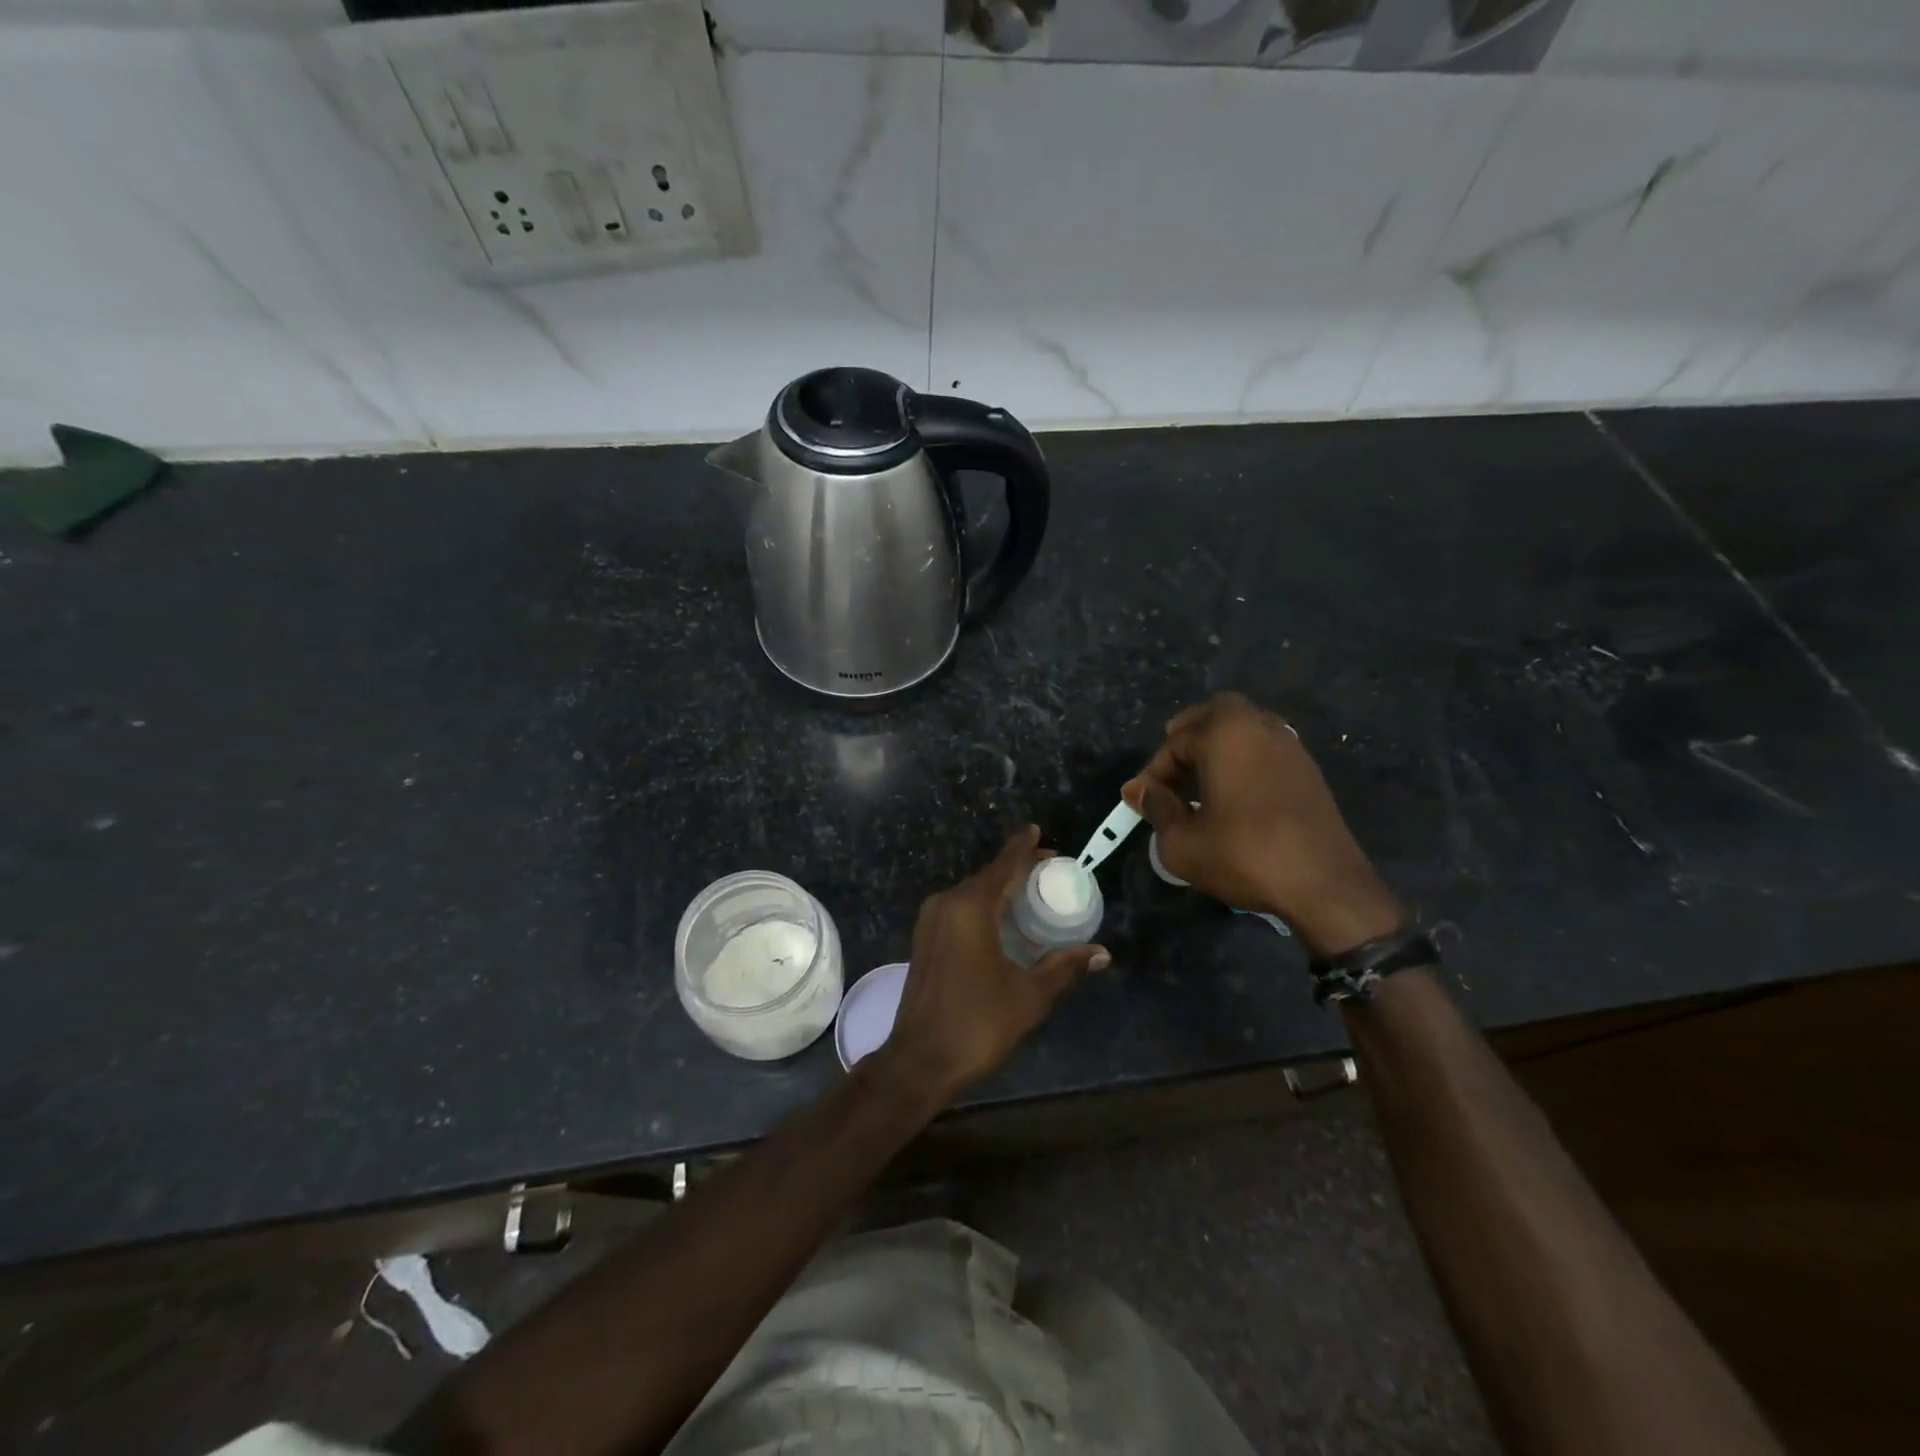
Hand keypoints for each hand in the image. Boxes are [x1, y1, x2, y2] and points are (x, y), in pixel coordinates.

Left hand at [875, 826, 1108, 1105]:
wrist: (920, 1060)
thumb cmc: (978, 1024)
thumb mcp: (1030, 995)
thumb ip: (1064, 966)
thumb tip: (1101, 953)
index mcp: (971, 907)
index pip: (1004, 865)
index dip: (1023, 848)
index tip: (1037, 831)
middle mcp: (947, 903)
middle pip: (988, 876)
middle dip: (1016, 869)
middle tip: (1048, 871)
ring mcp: (930, 921)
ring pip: (971, 892)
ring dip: (999, 889)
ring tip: (1030, 893)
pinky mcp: (924, 939)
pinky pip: (959, 909)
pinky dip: (983, 906)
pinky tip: (1002, 920)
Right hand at [1122, 692, 1402, 957]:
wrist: (1325, 886)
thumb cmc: (1245, 856)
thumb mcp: (1182, 843)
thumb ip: (1157, 809)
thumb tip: (1141, 791)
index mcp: (1226, 735)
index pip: (1176, 741)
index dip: (1153, 771)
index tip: (1142, 800)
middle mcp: (1260, 728)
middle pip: (1217, 712)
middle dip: (1190, 733)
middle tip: (1173, 765)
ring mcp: (1290, 747)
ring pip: (1246, 727)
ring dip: (1220, 745)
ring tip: (1201, 780)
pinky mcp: (1309, 771)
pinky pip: (1266, 748)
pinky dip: (1244, 758)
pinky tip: (1234, 793)